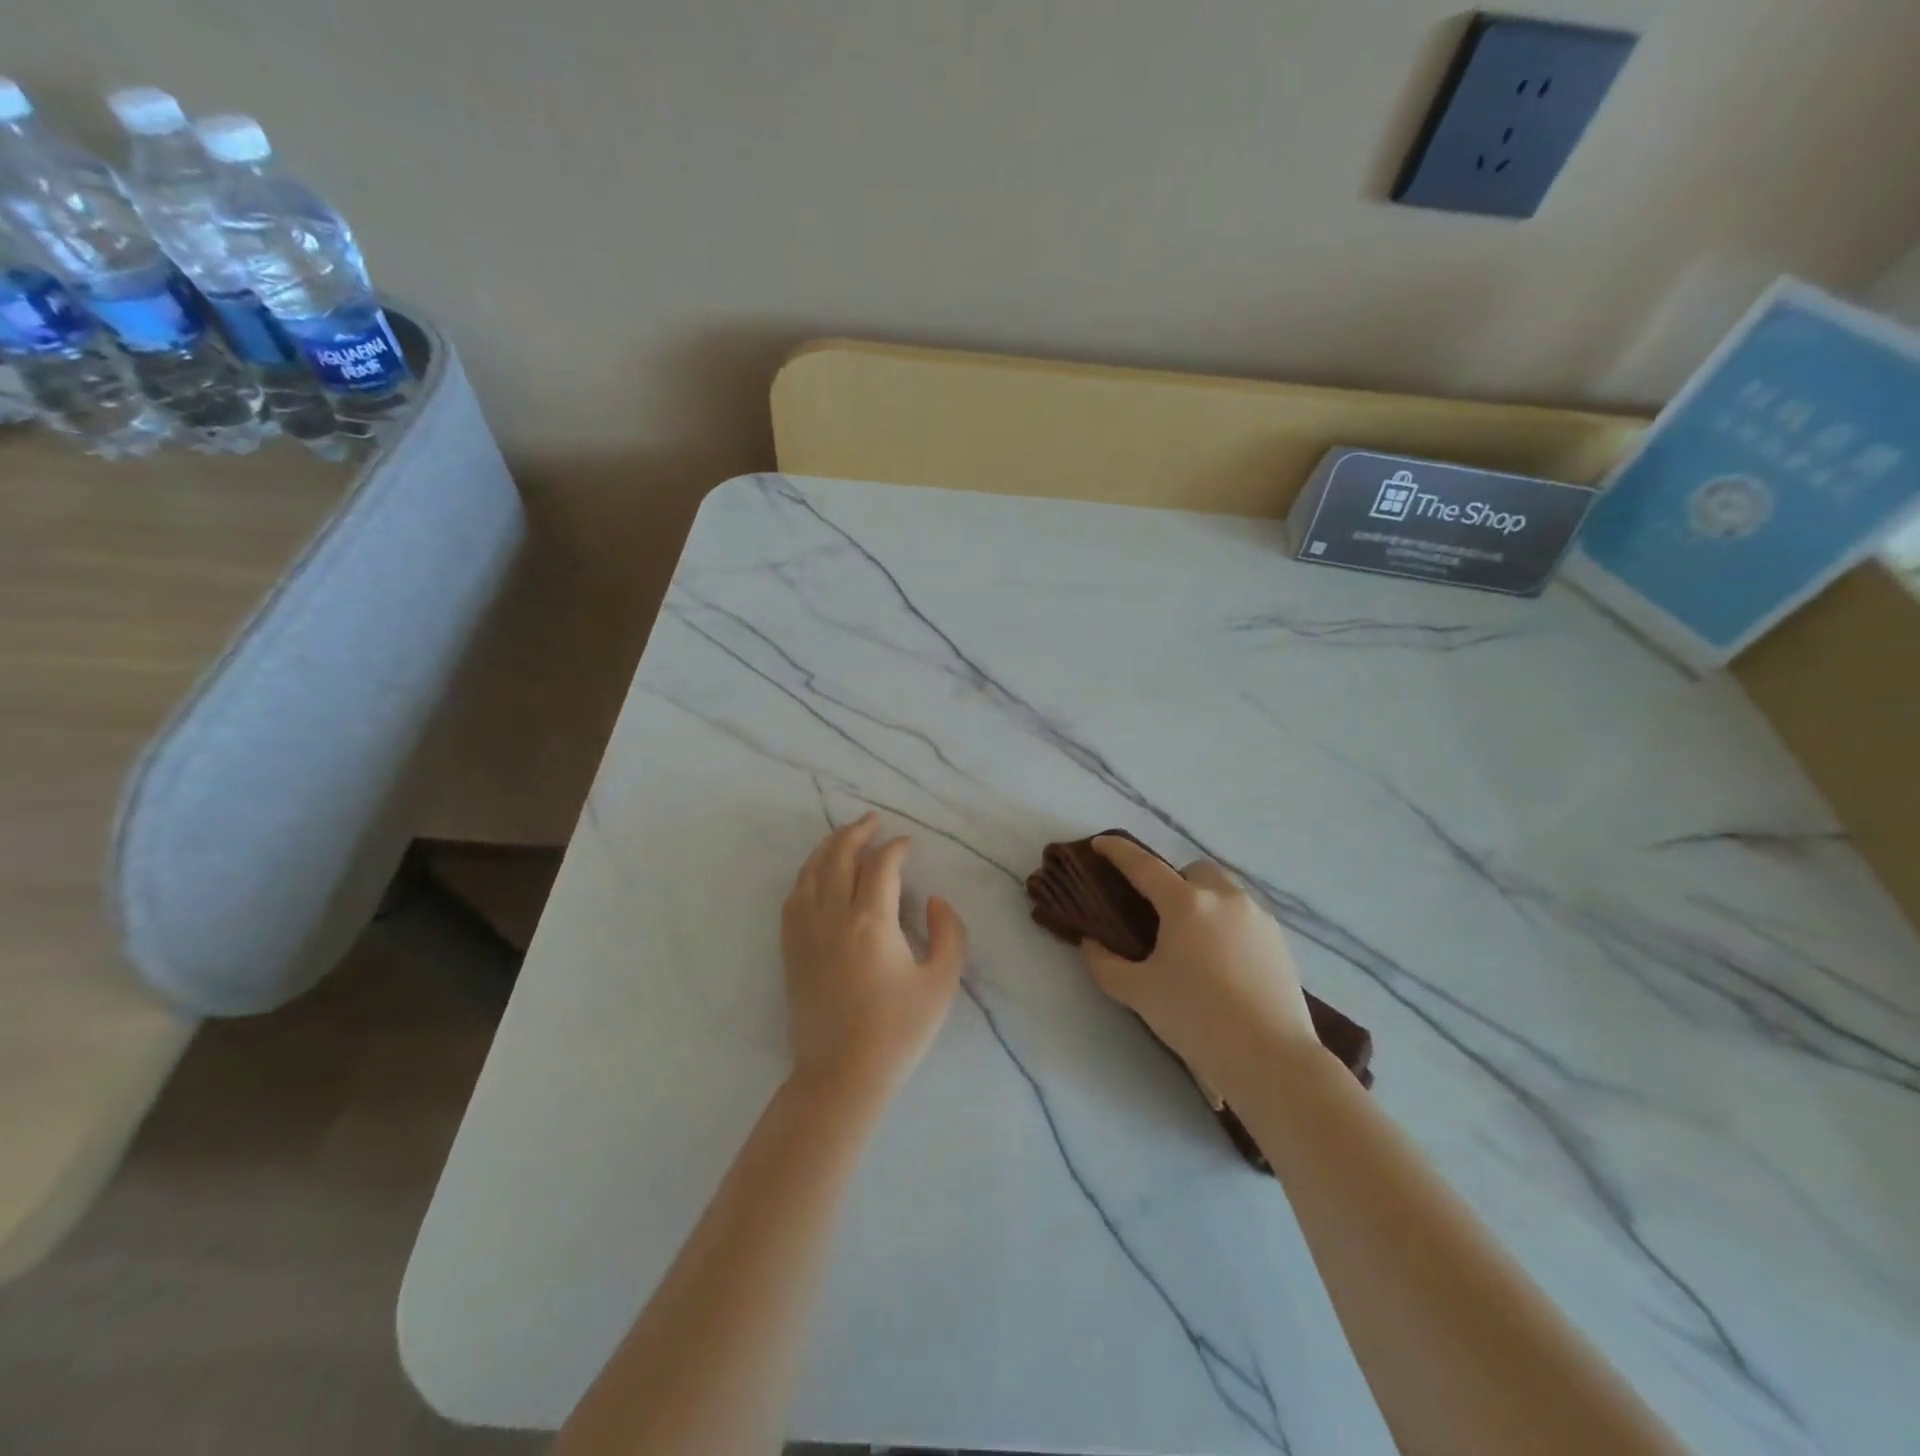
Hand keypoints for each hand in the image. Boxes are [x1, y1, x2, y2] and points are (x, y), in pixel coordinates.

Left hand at [781, 813, 967, 1100]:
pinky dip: (806, 874)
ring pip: (811, 871)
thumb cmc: (898, 1031)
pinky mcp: (791, 950)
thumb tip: (933, 900)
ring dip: (828, 847)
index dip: (896, 848)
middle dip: (857, 832)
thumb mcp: (942, 982)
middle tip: (874, 821)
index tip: (908, 845)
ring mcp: (805, 932)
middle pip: (839, 856)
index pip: (881, 865)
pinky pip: (793, 897)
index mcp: (871, 920)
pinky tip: (816, 873)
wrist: (842, 1075)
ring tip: (844, 836)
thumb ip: (949, 932)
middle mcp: (832, 916)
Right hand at [1082, 836, 1316, 1085]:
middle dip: (1173, 881)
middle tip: (1158, 915)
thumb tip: (1091, 944)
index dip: (1118, 851)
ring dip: (1202, 901)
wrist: (1271, 1059)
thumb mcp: (1138, 993)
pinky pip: (1245, 917)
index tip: (1100, 844)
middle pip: (1193, 871)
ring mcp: (1257, 918)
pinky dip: (1226, 924)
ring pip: (1224, 891)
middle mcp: (1224, 898)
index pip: (1143, 865)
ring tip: (1192, 941)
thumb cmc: (1197, 1019)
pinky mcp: (1280, 942)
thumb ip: (1105, 964)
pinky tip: (1221, 961)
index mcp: (1186, 903)